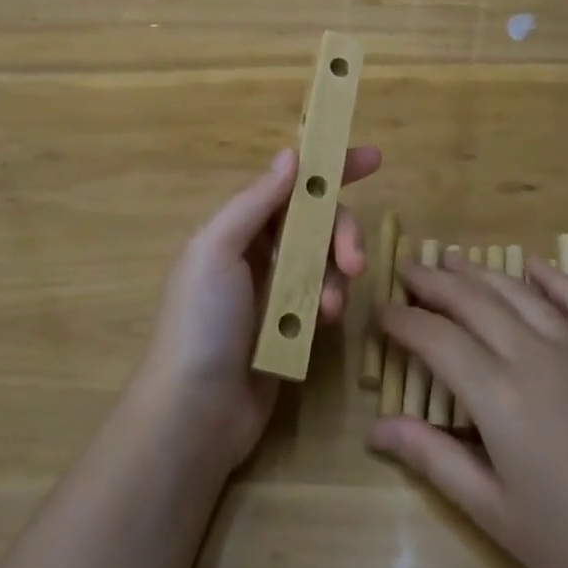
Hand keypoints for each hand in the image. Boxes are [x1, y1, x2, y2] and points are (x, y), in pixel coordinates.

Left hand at [135, 145, 381, 468]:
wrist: (194, 413)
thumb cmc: (200, 322)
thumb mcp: (217, 250)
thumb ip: (256, 202)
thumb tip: (291, 154)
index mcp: (237, 227)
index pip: (290, 184)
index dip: (329, 169)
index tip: (372, 158)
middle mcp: (258, 251)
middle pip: (317, 222)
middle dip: (341, 233)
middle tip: (355, 259)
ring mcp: (276, 290)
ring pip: (326, 260)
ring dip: (337, 274)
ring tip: (331, 307)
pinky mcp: (293, 326)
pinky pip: (325, 297)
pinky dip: (330, 302)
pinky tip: (325, 322)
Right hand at [370, 253, 567, 567]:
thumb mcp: (496, 513)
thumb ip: (433, 459)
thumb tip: (375, 427)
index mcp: (499, 395)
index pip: (436, 339)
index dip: (403, 320)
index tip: (380, 310)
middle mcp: (534, 356)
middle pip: (473, 302)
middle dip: (434, 282)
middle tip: (407, 269)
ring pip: (519, 294)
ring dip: (481, 273)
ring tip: (452, 260)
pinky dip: (554, 279)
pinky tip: (534, 265)